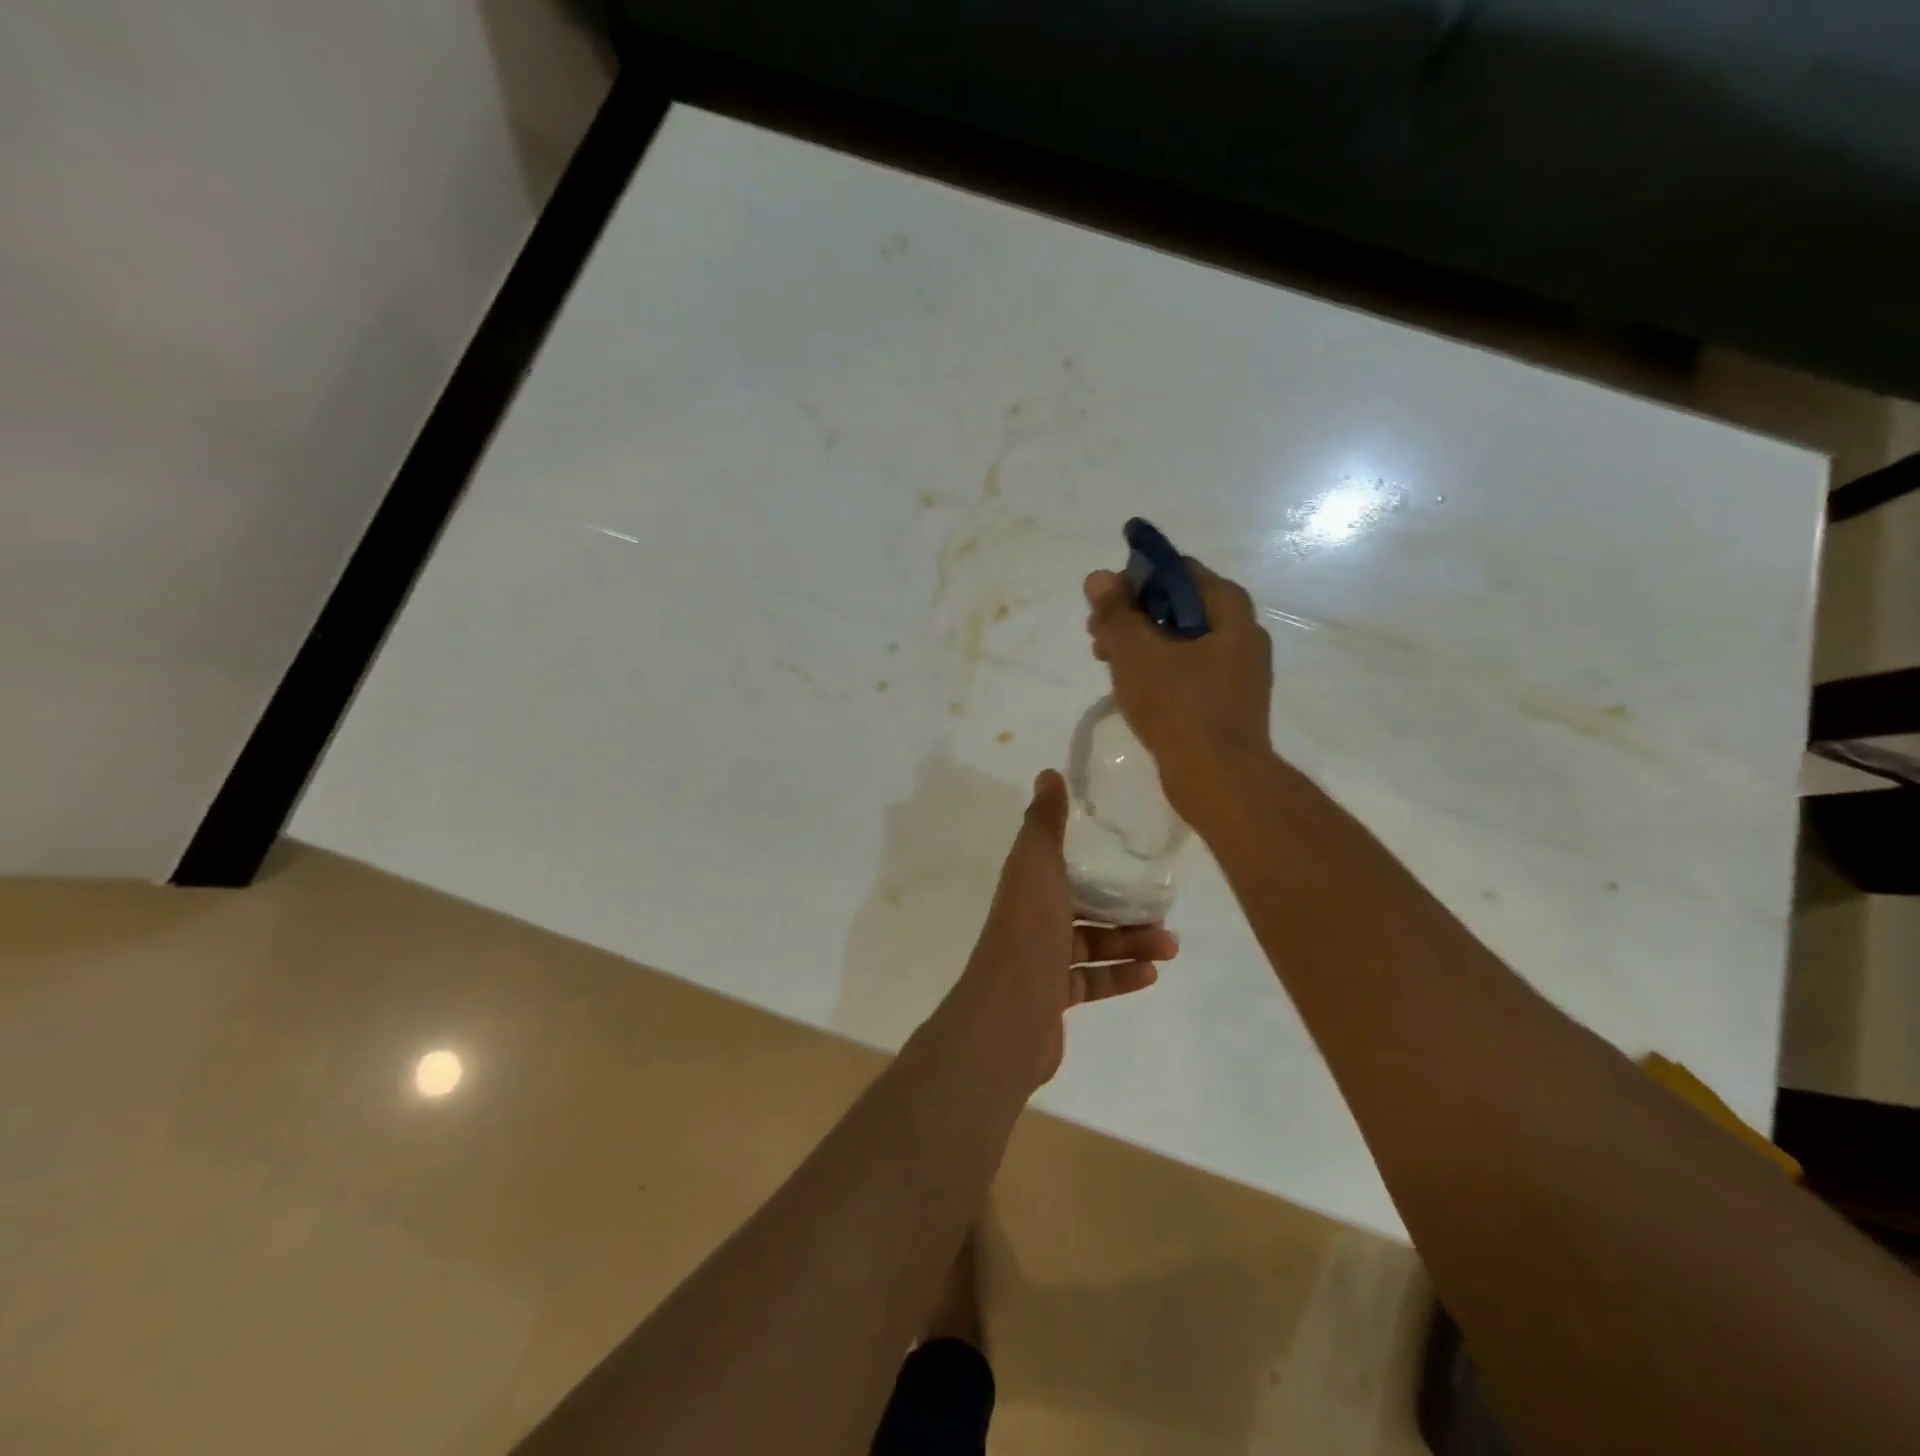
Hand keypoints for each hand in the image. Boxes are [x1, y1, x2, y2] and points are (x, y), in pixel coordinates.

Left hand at [949, 770, 1176, 1086]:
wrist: (1010, 1011)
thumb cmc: (1029, 929)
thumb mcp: (1038, 863)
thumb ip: (1046, 821)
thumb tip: (1048, 772)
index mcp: (1026, 886)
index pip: (1057, 867)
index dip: (1090, 862)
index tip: (1129, 859)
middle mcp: (1030, 920)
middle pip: (1081, 909)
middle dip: (1122, 910)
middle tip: (1163, 912)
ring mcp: (1040, 962)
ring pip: (1091, 946)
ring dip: (1131, 943)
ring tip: (1170, 946)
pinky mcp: (1053, 998)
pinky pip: (1091, 981)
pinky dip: (1120, 976)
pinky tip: (1151, 974)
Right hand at [1084, 562, 1274, 826]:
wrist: (1218, 779)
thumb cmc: (1178, 707)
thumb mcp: (1136, 653)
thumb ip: (1115, 613)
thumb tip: (1098, 577)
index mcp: (1230, 611)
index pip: (1181, 572)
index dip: (1138, 579)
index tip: (1106, 601)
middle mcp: (1243, 635)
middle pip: (1180, 607)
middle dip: (1135, 616)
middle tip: (1098, 634)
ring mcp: (1239, 673)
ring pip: (1182, 642)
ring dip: (1142, 645)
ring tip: (1107, 663)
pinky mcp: (1229, 704)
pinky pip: (1189, 673)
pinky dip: (1160, 672)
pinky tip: (1132, 690)